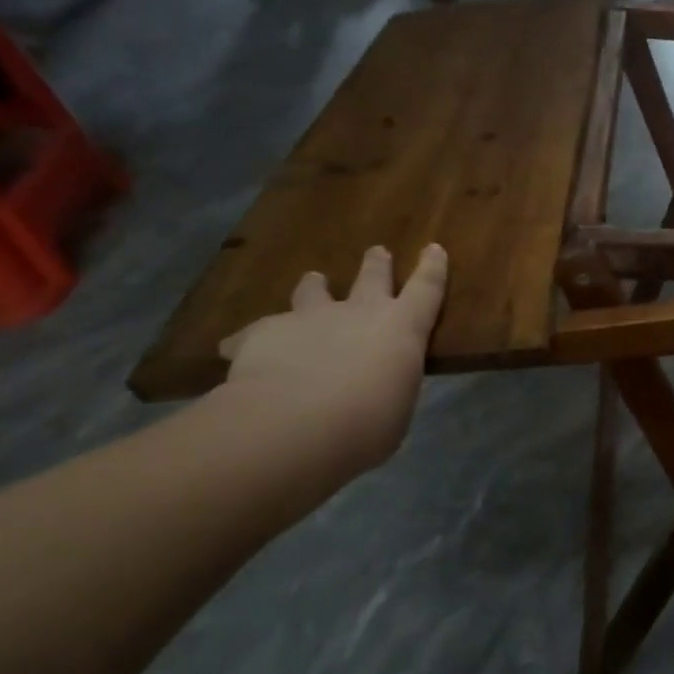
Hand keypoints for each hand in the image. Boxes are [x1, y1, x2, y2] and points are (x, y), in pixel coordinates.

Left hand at [216, 244, 447, 471]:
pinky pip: (256, 333)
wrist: (294, 424)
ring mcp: (310, 317)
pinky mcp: (263, 332)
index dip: (432, 268)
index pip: (427, 289)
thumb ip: (386, 388)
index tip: (434, 248)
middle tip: (377, 251)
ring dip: (314, 287)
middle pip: (372, 277)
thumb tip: (375, 390)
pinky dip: (252, 340)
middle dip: (377, 264)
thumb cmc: (367, 425)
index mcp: (402, 328)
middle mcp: (358, 312)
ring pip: (312, 291)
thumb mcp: (394, 409)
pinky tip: (239, 351)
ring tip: (313, 281)